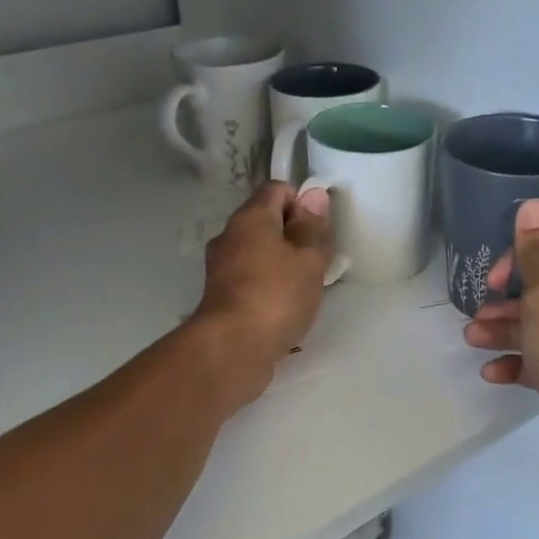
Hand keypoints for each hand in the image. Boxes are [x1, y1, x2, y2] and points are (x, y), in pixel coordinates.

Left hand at [191, 182, 333, 408]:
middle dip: (293, 235)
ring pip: (257, 252)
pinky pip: (249, 278)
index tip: (319, 231)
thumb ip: (312, 227)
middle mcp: (229, 235)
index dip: (302, 203)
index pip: (277, 189)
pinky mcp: (219, 296)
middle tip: (316, 261)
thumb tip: (313, 195)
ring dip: (280, 263)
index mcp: (251, 217)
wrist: (232, 348)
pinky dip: (267, 285)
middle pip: (265, 221)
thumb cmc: (277, 296)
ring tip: (302, 288)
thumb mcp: (308, 259)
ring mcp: (220, 267)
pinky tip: (282, 307)